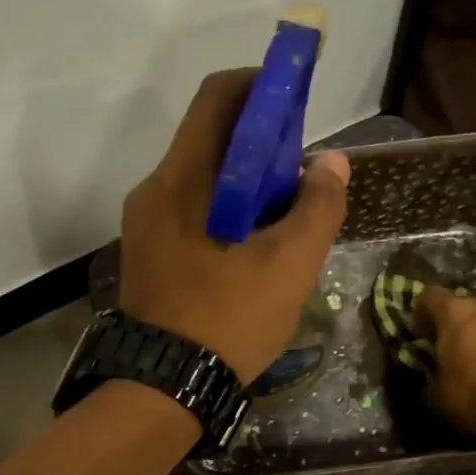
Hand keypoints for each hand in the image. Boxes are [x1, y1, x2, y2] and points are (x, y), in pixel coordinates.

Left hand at [119, 70, 350, 383]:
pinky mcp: (148, 252)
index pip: (218, 98)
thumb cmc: (226, 321)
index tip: (298, 100)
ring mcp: (145, 223)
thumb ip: (317, 207)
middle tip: (301, 169)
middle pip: (211, 137)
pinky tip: (254, 242)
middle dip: (261, 141)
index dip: (262, 85)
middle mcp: (153, 190)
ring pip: (202, 176)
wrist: (162, 389)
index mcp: (181, 179)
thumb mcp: (288, 266)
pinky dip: (226, 206)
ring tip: (285, 212)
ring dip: (245, 179)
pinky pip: (190, 208)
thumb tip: (331, 162)